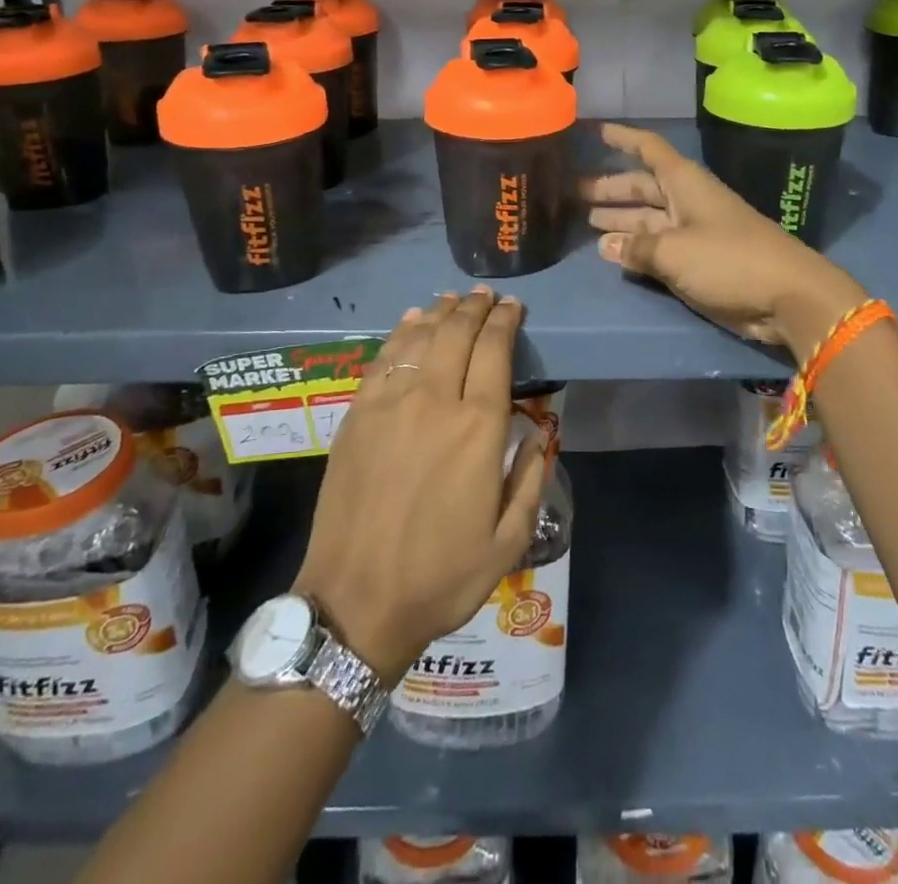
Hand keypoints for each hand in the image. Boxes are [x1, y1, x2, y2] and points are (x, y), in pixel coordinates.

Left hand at [294, 290, 547, 685]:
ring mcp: (390, 404)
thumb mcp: (509, 541)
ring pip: (419, 338)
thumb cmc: (441, 576)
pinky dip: (400, 333)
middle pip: (456, 334)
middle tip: (486, 296)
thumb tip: (540, 432)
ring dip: (440, 313)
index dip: (506, 321)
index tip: (514, 306)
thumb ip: (531, 478)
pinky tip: (411, 322)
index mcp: (478, 428)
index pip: (495, 351)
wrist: (356, 601)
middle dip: (475, 308)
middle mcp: (435, 401)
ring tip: (453, 300)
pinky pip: (383, 359)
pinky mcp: (357, 414)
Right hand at [581, 123, 867, 352]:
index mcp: (686, 184)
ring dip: (619, 218)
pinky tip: (612, 251)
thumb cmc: (729, 260)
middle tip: (572, 192)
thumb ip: (637, 247)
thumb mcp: (674, 251)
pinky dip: (635, 246)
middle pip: (642, 186)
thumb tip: (606, 245)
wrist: (786, 296)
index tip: (594, 131)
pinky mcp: (698, 261)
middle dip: (610, 187)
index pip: (648, 149)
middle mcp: (687, 201)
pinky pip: (658, 246)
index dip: (622, 138)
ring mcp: (693, 232)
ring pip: (648, 217)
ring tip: (584, 220)